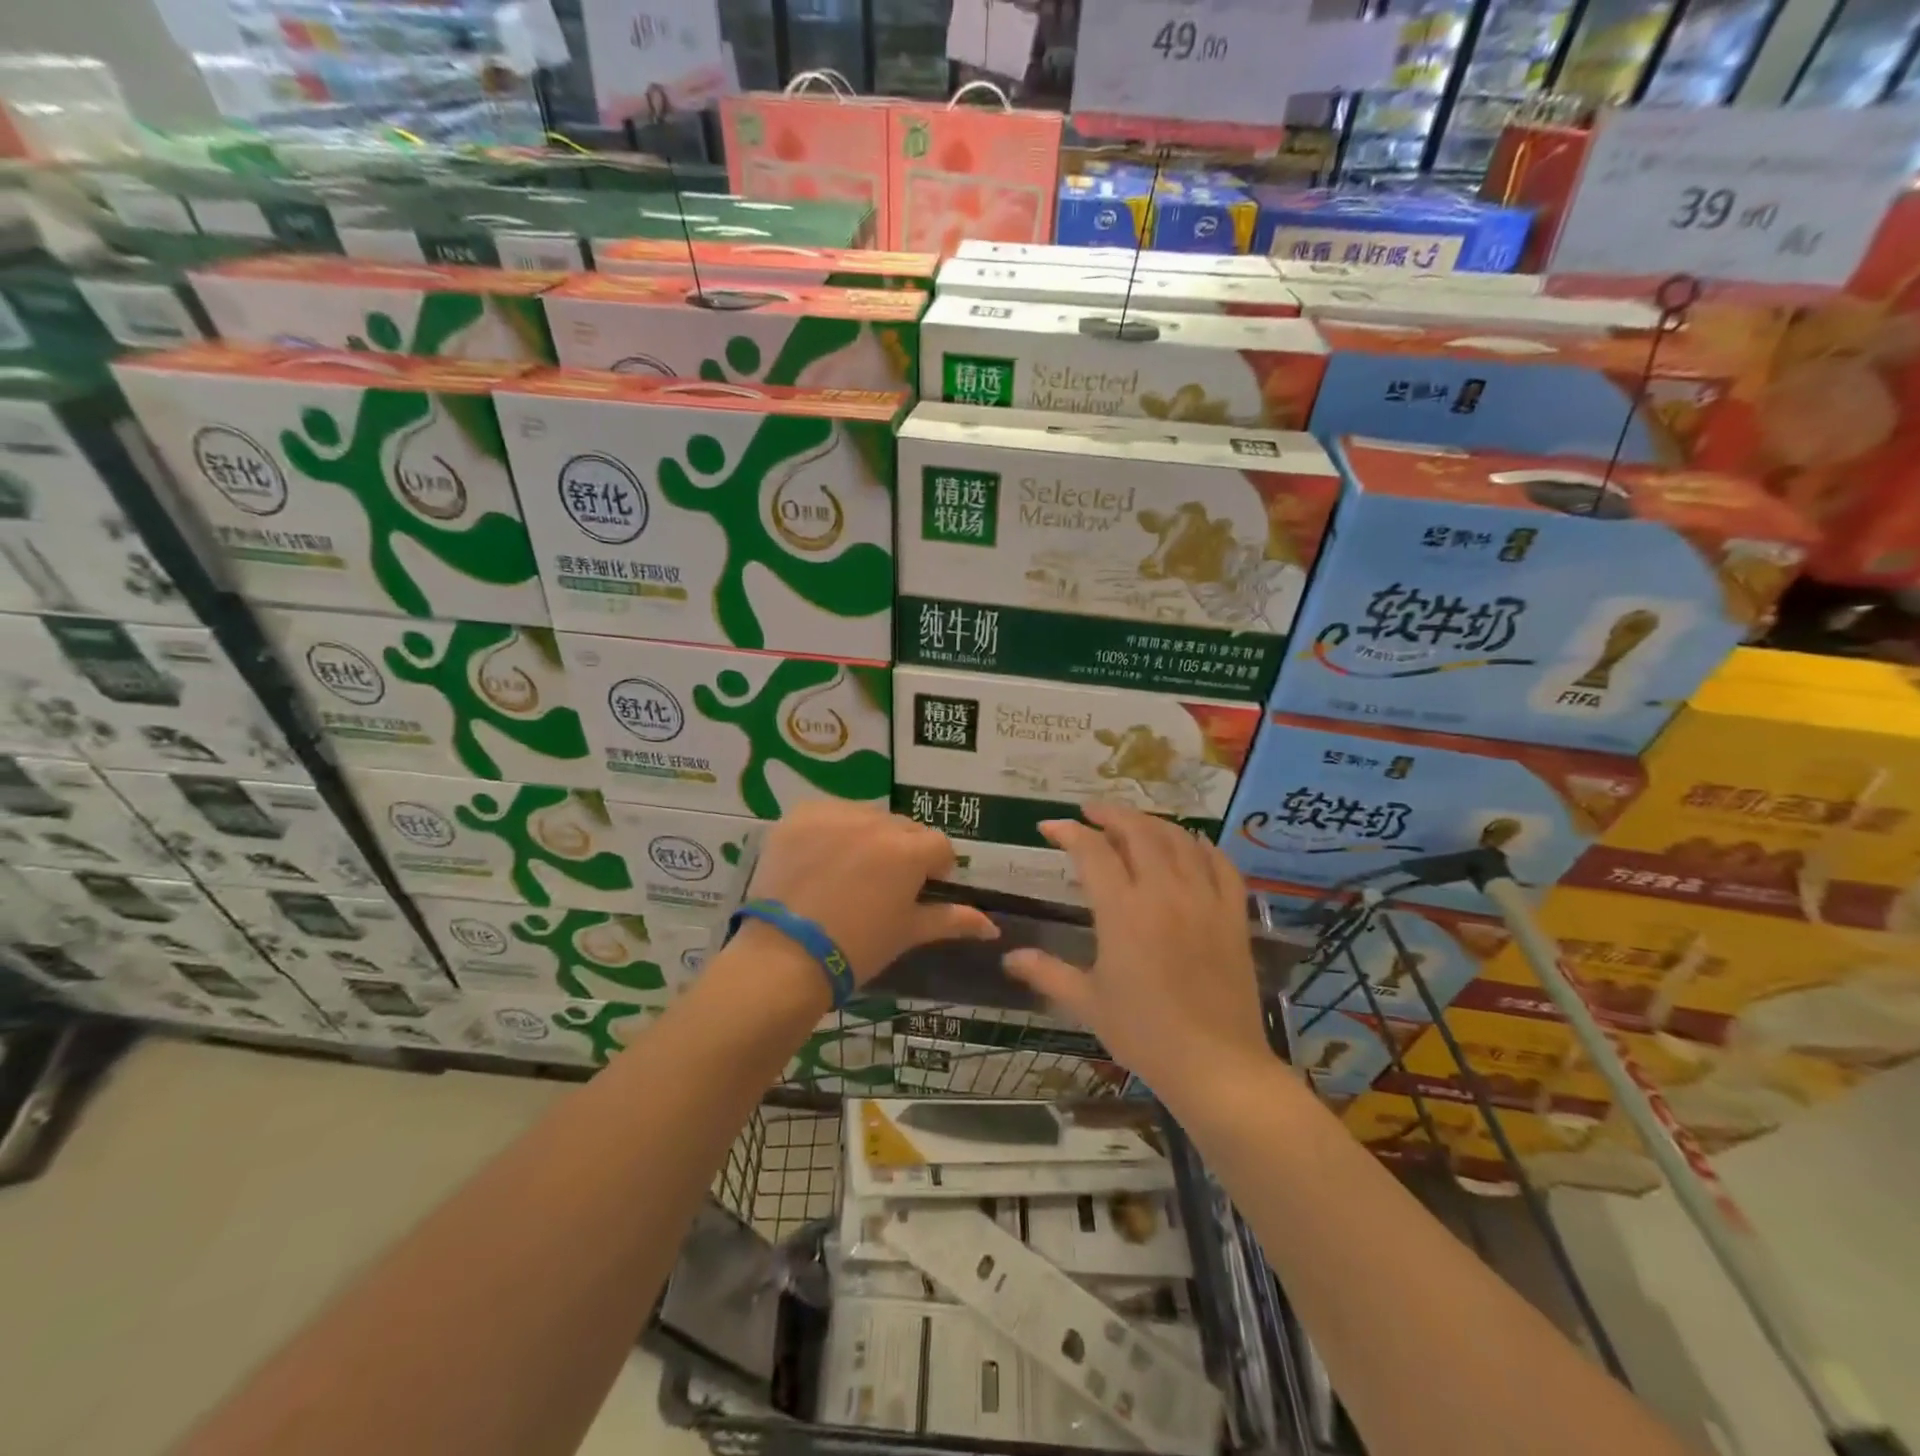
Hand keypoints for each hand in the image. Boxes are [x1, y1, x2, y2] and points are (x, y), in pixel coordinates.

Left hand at [744, 802, 997, 987]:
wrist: (785, 956)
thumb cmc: (857, 949)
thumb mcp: (908, 933)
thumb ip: (952, 920)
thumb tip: (992, 925)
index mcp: (909, 850)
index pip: (939, 845)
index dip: (934, 869)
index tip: (918, 890)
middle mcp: (876, 822)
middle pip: (903, 828)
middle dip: (902, 851)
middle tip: (882, 885)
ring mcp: (835, 814)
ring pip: (867, 817)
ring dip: (867, 836)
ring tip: (847, 873)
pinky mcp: (800, 815)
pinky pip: (829, 813)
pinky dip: (831, 830)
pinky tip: (820, 860)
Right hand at [1003, 802, 1270, 1099]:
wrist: (1216, 1066)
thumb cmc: (1144, 1034)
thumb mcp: (1087, 1003)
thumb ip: (1047, 973)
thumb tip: (1008, 958)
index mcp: (1122, 911)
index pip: (1092, 851)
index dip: (1068, 832)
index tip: (1049, 827)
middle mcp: (1163, 893)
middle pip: (1138, 831)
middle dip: (1110, 814)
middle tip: (1090, 813)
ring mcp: (1204, 900)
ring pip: (1179, 840)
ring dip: (1152, 823)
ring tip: (1133, 824)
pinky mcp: (1233, 916)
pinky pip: (1221, 865)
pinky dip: (1203, 846)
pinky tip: (1191, 845)